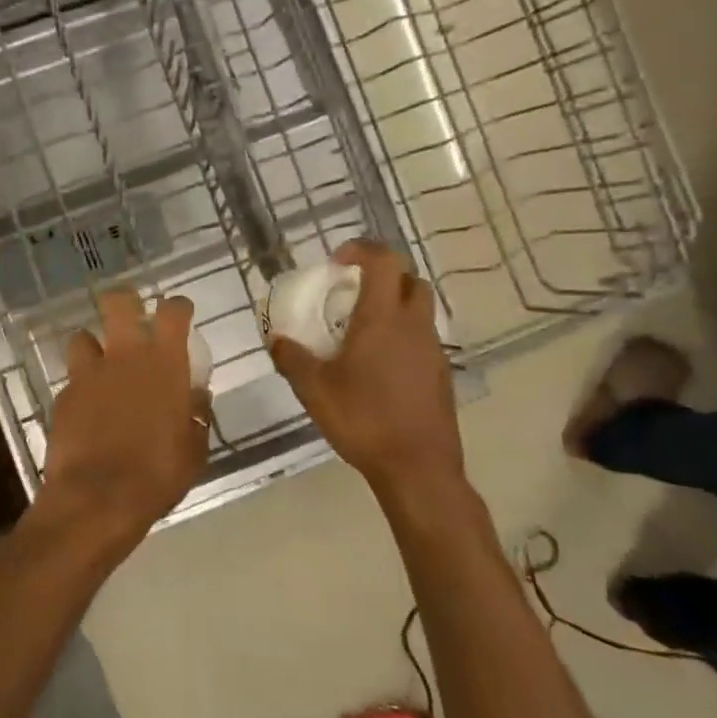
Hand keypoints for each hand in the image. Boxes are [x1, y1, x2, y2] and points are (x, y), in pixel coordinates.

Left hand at [36, 289, 210, 550]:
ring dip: (93, 346)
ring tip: (100, 366)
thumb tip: (196, 396)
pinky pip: (72, 379)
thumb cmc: (158, 474)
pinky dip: (81, 387)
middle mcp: (124, 356)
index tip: (179, 312)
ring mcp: (88, 373)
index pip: (172, 312)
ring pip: (82, 336)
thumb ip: (196, 415)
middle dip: (124, 302)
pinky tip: (87, 408)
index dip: (177, 306)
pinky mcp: (63, 395)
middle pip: (118, 302)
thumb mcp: (193, 450)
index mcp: (164, 364)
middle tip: (131, 317)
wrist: (98, 497)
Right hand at [270, 240, 466, 519]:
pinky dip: (402, 335)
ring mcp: (432, 351)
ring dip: (394, 304)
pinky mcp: (440, 375)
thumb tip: (276, 338)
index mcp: (383, 319)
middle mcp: (414, 326)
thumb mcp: (313, 389)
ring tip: (361, 328)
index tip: (337, 260)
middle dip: (383, 274)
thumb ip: (292, 358)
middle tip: (352, 289)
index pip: (384, 261)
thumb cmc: (363, 419)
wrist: (418, 469)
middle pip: (410, 279)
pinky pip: (422, 338)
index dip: (362, 249)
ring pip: (420, 309)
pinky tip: (378, 364)